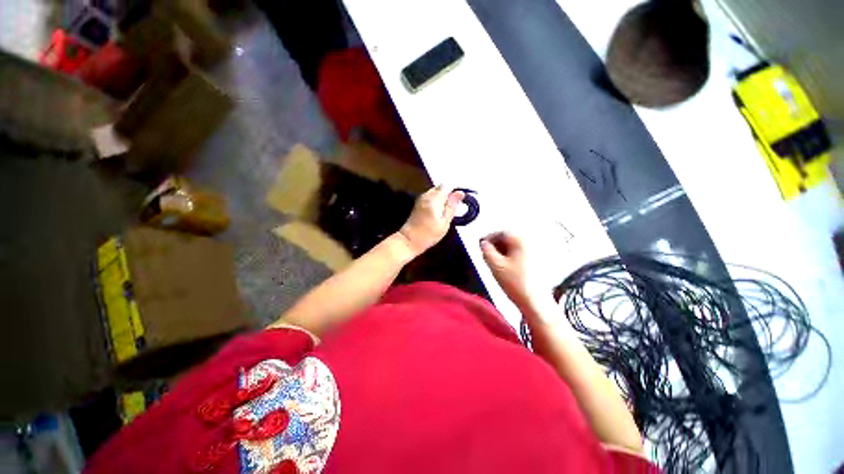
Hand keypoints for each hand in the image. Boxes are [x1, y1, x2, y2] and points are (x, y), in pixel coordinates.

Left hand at [398, 186, 463, 256]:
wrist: (410, 240)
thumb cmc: (429, 234)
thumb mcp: (445, 222)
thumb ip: (452, 206)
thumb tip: (460, 193)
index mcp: (434, 198)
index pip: (447, 186)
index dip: (455, 191)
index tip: (459, 201)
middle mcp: (426, 195)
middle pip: (440, 187)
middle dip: (448, 194)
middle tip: (452, 208)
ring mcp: (421, 199)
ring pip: (435, 192)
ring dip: (442, 198)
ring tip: (445, 212)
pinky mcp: (418, 204)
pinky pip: (430, 197)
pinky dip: (436, 201)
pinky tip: (438, 212)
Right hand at [480, 232, 531, 307]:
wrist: (535, 302)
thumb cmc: (515, 283)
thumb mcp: (495, 265)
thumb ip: (486, 251)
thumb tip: (483, 243)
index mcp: (521, 241)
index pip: (501, 232)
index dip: (489, 237)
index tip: (481, 245)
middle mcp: (530, 243)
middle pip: (509, 238)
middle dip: (495, 244)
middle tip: (486, 254)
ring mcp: (535, 253)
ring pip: (514, 246)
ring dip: (502, 251)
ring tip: (494, 261)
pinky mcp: (537, 262)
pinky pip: (520, 253)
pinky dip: (510, 256)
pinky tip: (505, 267)